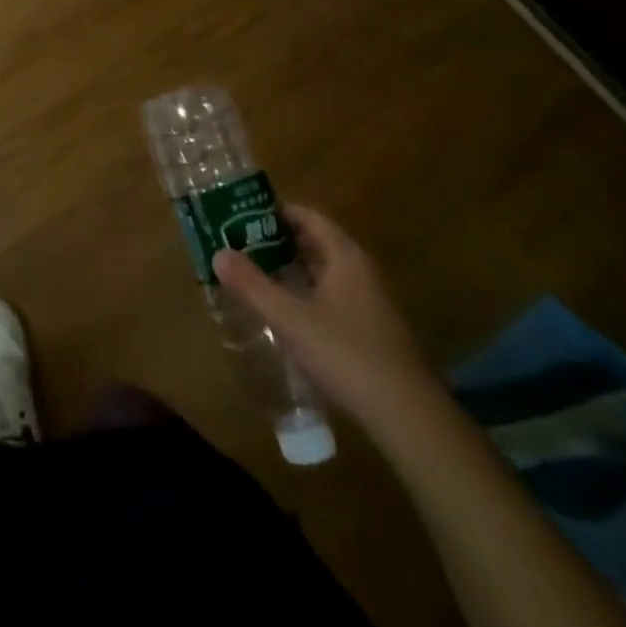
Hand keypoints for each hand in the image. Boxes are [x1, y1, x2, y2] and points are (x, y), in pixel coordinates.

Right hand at [213, 205, 442, 433]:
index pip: (310, 217)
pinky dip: (307, 291)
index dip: (277, 212)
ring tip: (256, 272)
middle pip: (317, 242)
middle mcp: (361, 271)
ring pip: (325, 271)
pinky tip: (286, 310)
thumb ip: (252, 284)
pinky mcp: (372, 329)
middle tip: (242, 242)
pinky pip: (333, 295)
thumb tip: (218, 253)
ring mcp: (370, 301)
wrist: (407, 415)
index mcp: (345, 257)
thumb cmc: (345, 352)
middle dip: (280, 240)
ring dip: (292, 267)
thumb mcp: (289, 317)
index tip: (244, 214)